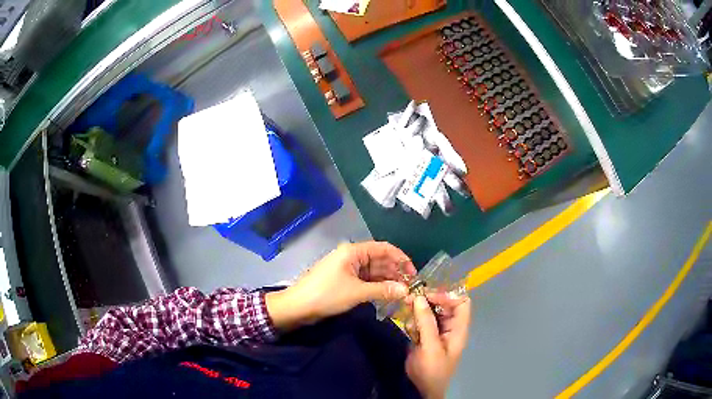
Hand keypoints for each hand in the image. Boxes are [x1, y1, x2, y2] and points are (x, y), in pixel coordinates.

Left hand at [265, 241, 415, 330]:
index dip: (401, 258)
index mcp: (354, 252)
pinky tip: (388, 295)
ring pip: (374, 272)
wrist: (298, 306)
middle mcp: (352, 257)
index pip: (384, 248)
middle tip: (411, 287)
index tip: (414, 273)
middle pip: (380, 260)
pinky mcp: (344, 281)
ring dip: (388, 281)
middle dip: (396, 272)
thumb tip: (407, 291)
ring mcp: (348, 269)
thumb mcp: (357, 292)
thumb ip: (383, 290)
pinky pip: (366, 281)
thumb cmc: (327, 294)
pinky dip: (377, 287)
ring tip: (403, 293)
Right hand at [405, 293, 470, 398]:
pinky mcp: (426, 336)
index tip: (428, 295)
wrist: (421, 390)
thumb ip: (426, 323)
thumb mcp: (430, 347)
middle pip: (445, 304)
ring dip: (419, 308)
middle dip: (429, 299)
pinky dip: (414, 318)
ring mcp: (438, 331)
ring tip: (406, 307)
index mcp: (458, 329)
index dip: (447, 295)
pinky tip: (406, 322)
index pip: (461, 302)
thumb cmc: (431, 370)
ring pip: (431, 311)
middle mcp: (450, 327)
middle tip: (410, 298)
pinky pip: (421, 321)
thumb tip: (419, 297)